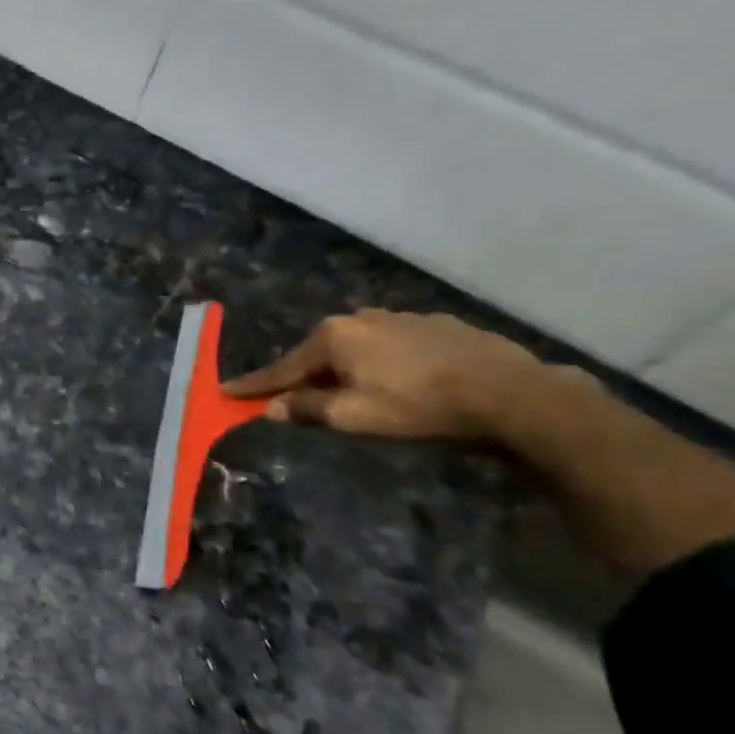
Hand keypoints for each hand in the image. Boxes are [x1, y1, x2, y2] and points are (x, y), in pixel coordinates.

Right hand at [222, 310, 550, 441]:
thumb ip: (308, 409)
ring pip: (354, 347)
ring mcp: (398, 316)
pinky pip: (387, 344)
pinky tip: (394, 379)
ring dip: (343, 368)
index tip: (225, 391)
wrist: (508, 390)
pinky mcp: (432, 323)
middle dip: (303, 377)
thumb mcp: (355, 416)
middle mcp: (359, 318)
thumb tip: (272, 407)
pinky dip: (377, 361)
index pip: (283, 368)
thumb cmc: (419, 405)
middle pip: (318, 354)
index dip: (254, 385)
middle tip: (294, 400)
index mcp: (334, 338)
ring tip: (348, 391)